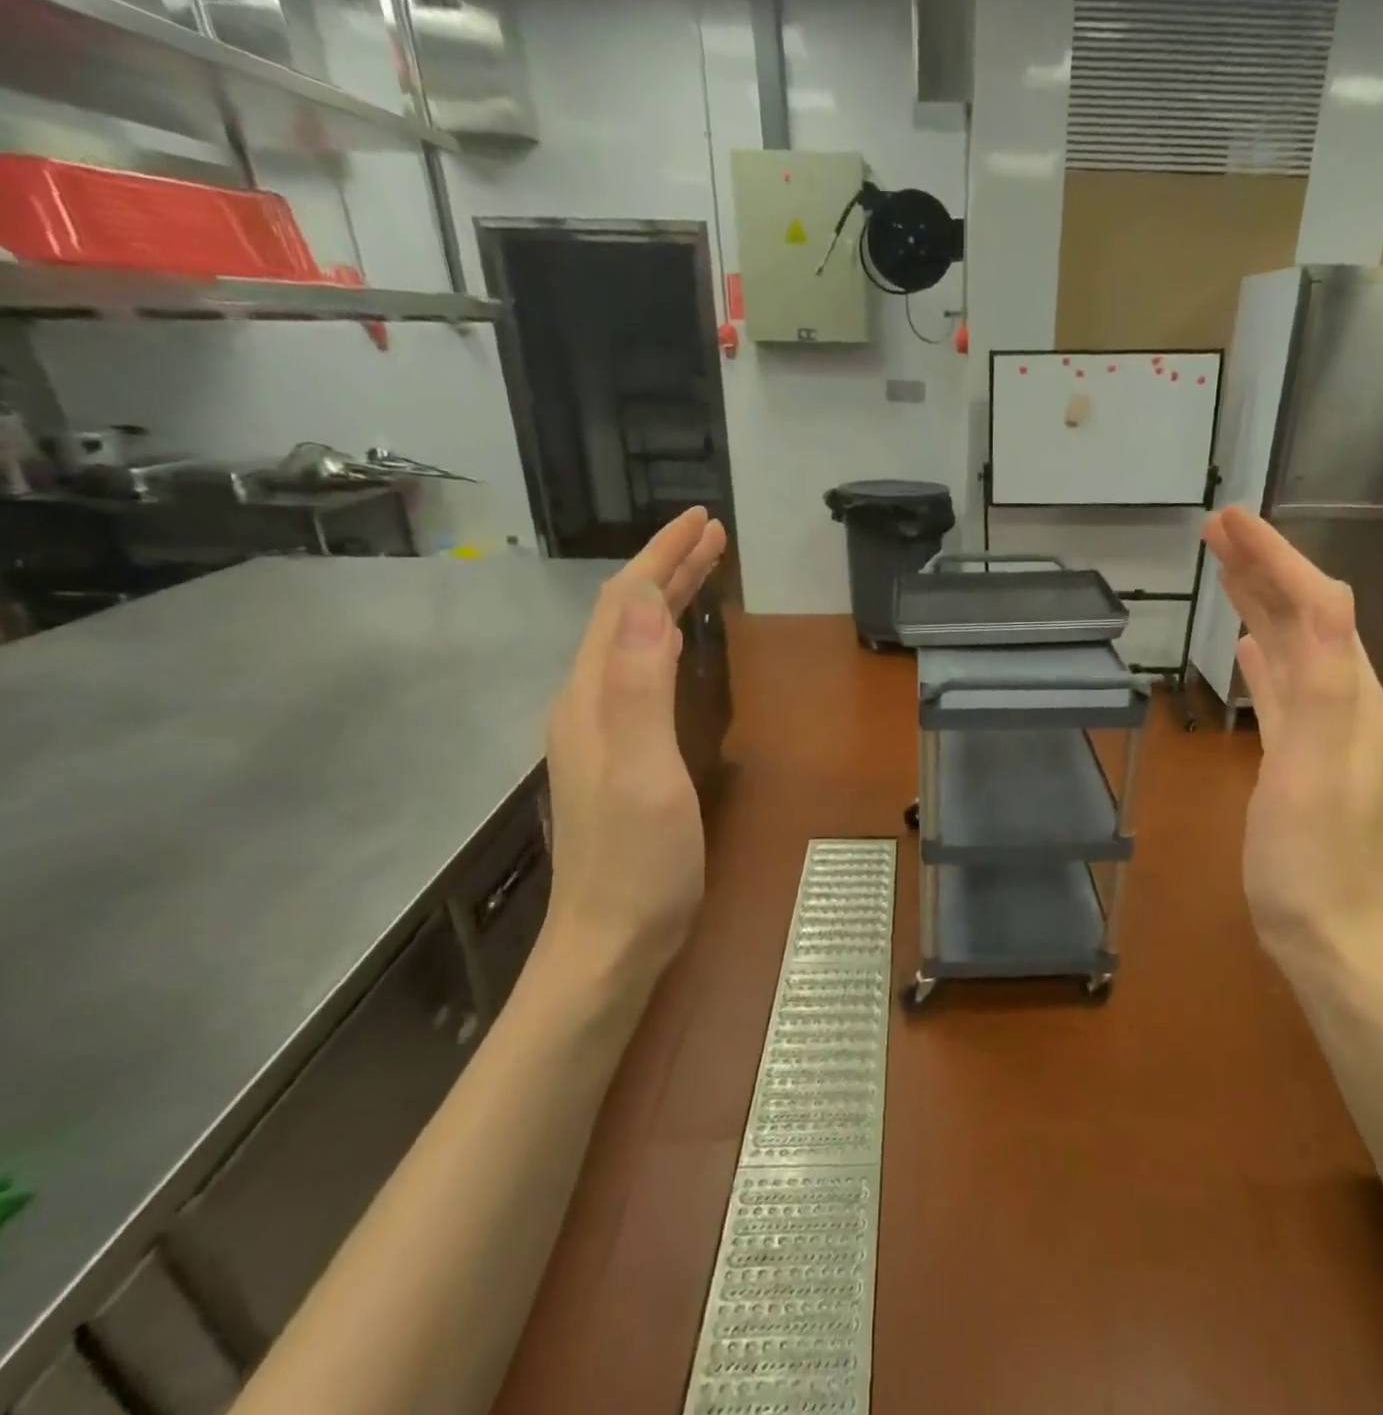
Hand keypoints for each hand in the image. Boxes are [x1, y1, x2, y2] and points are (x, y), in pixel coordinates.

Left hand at [532, 508, 727, 1010]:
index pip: (625, 604)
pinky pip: (639, 673)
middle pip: (624, 617)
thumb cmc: (639, 863)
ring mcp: (600, 731)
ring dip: (665, 598)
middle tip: (712, 534)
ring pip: (630, 642)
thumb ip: (640, 685)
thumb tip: (642, 599)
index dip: (663, 558)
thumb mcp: (644, 772)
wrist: (610, 943)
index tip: (705, 522)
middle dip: (667, 568)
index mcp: (593, 698)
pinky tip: (678, 643)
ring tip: (702, 571)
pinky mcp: (618, 754)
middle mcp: (588, 703)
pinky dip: (663, 639)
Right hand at [1201, 507, 1382, 978]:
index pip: (1314, 604)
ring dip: (1258, 603)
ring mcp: (1318, 727)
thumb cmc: (1311, 854)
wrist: (1324, 928)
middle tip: (1215, 529)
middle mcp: (1340, 699)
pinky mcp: (1294, 753)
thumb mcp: (1317, 767)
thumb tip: (1324, 595)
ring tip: (1224, 570)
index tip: (1229, 519)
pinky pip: (1278, 688)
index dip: (1274, 557)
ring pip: (1287, 647)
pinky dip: (1260, 656)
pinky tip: (1244, 646)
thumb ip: (1320, 684)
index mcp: (1349, 694)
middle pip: (1302, 616)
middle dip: (1263, 566)